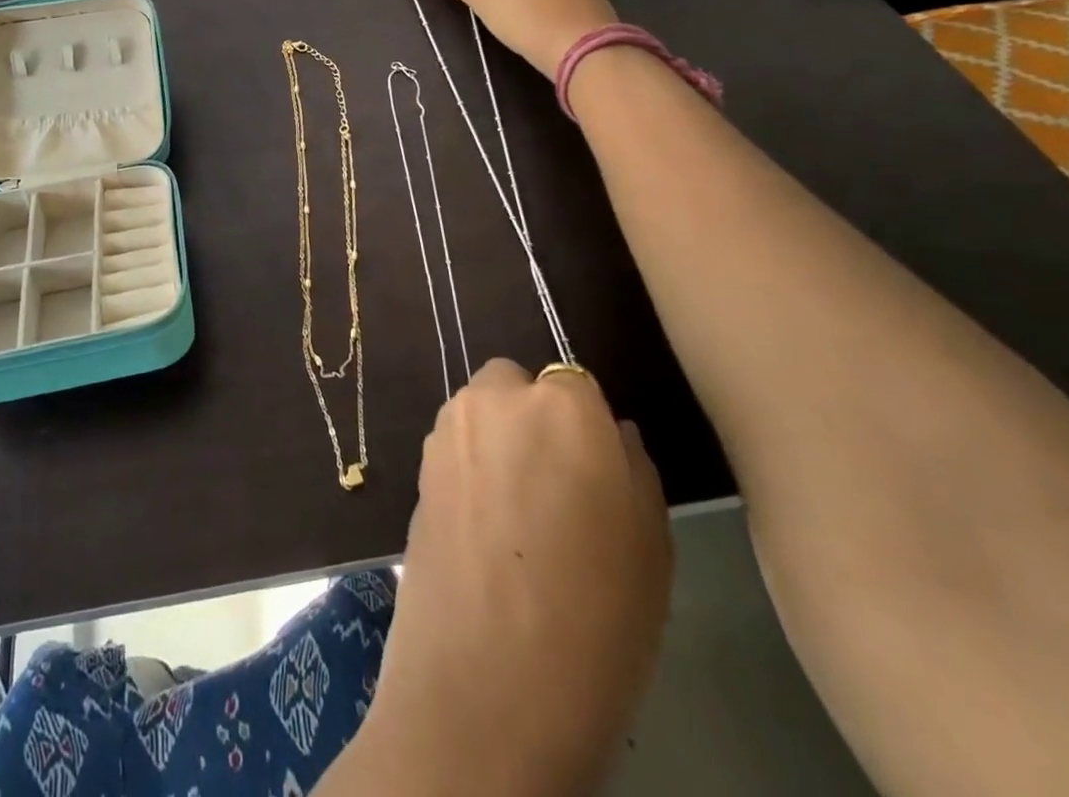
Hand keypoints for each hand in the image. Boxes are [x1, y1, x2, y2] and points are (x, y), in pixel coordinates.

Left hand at [359, 361, 671, 796]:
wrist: (486, 684)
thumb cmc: (596, 619)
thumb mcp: (650, 545)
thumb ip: (632, 467)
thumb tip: (613, 433)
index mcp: (564, 406)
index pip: (576, 384)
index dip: (585, 427)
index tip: (591, 470)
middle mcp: (498, 398)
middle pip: (517, 384)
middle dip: (532, 416)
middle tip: (551, 484)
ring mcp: (448, 427)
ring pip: (480, 410)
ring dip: (496, 436)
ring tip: (514, 510)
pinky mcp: (417, 461)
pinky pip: (453, 443)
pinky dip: (468, 463)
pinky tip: (481, 522)